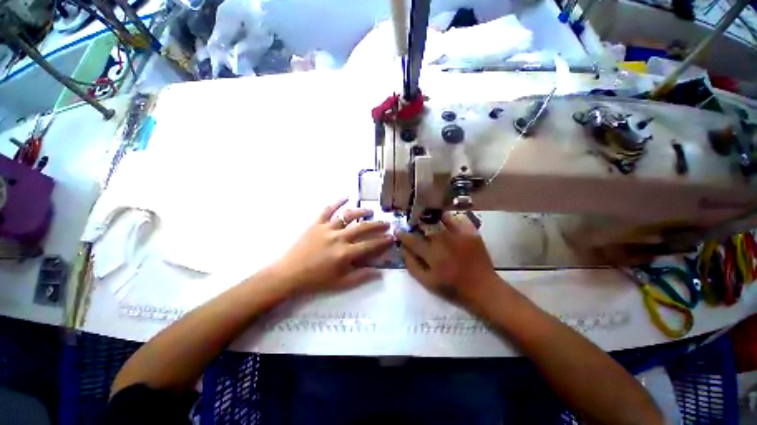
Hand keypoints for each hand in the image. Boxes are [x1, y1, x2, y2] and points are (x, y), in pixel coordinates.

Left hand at [271, 198, 392, 293]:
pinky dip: (337, 202)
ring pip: (347, 215)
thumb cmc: (316, 280)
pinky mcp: (316, 224)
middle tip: (386, 223)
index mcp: (345, 253)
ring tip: (370, 211)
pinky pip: (327, 209)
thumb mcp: (340, 283)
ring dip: (361, 211)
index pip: (370, 245)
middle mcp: (338, 238)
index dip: (383, 241)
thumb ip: (361, 276)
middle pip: (362, 227)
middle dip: (377, 225)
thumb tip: (379, 272)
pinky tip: (346, 196)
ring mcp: (327, 228)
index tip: (392, 237)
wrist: (289, 274)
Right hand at [396, 212, 498, 302]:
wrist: (482, 288)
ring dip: (433, 218)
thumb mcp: (427, 282)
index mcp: (433, 256)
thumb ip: (412, 265)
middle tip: (415, 224)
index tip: (397, 229)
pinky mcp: (472, 232)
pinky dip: (451, 218)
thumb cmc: (452, 288)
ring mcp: (460, 235)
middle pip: (426, 226)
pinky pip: (459, 218)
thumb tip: (403, 249)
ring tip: (431, 220)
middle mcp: (445, 242)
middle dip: (417, 223)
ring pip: (441, 218)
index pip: (412, 240)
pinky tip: (447, 222)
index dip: (403, 234)